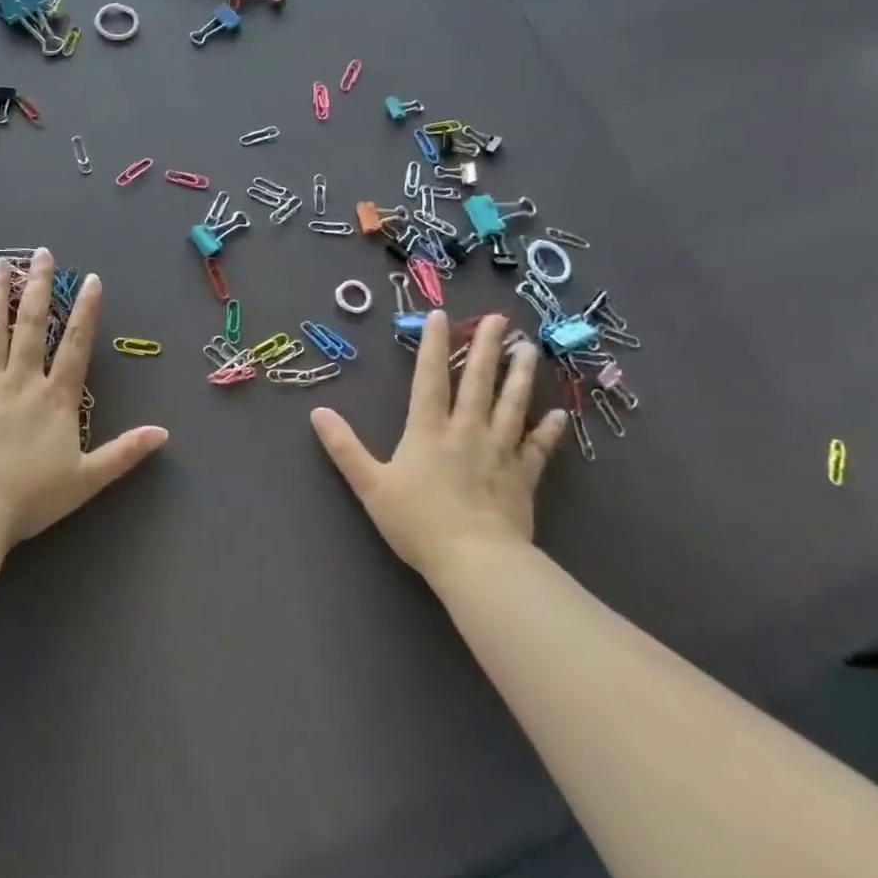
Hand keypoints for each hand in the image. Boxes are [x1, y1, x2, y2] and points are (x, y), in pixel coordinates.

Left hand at [0, 248, 167, 544]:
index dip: (86, 311)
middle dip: (39, 286)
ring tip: (0, 263)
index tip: (91, 280)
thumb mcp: (87, 479)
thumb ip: (124, 453)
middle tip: (41, 254)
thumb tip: (164, 433)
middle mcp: (22, 379)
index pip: (75, 345)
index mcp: (56, 398)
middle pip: (32, 324)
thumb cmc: (30, 496)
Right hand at [309, 312, 566, 577]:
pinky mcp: (523, 476)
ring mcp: (499, 451)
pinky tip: (559, 415)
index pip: (429, 378)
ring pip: (511, 405)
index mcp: (428, 430)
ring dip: (520, 376)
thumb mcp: (370, 485)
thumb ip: (344, 447)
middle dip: (486, 347)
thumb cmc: (418, 521)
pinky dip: (548, 431)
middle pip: (477, 381)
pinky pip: (538, 448)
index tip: (441, 315)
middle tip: (499, 318)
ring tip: (528, 350)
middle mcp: (466, 430)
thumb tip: (317, 412)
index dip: (433, 345)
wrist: (475, 561)